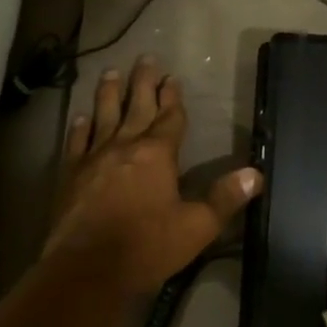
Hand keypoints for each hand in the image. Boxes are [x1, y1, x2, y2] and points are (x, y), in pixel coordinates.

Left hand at [43, 55, 263, 293]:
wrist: (88, 269)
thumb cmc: (147, 247)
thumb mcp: (196, 227)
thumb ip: (225, 198)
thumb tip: (256, 174)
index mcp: (158, 154)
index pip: (170, 118)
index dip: (173, 97)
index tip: (173, 77)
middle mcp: (125, 146)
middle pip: (137, 107)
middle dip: (143, 83)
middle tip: (145, 58)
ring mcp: (94, 158)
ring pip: (104, 116)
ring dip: (109, 94)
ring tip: (111, 72)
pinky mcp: (71, 175)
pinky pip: (77, 143)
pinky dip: (80, 127)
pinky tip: (81, 116)